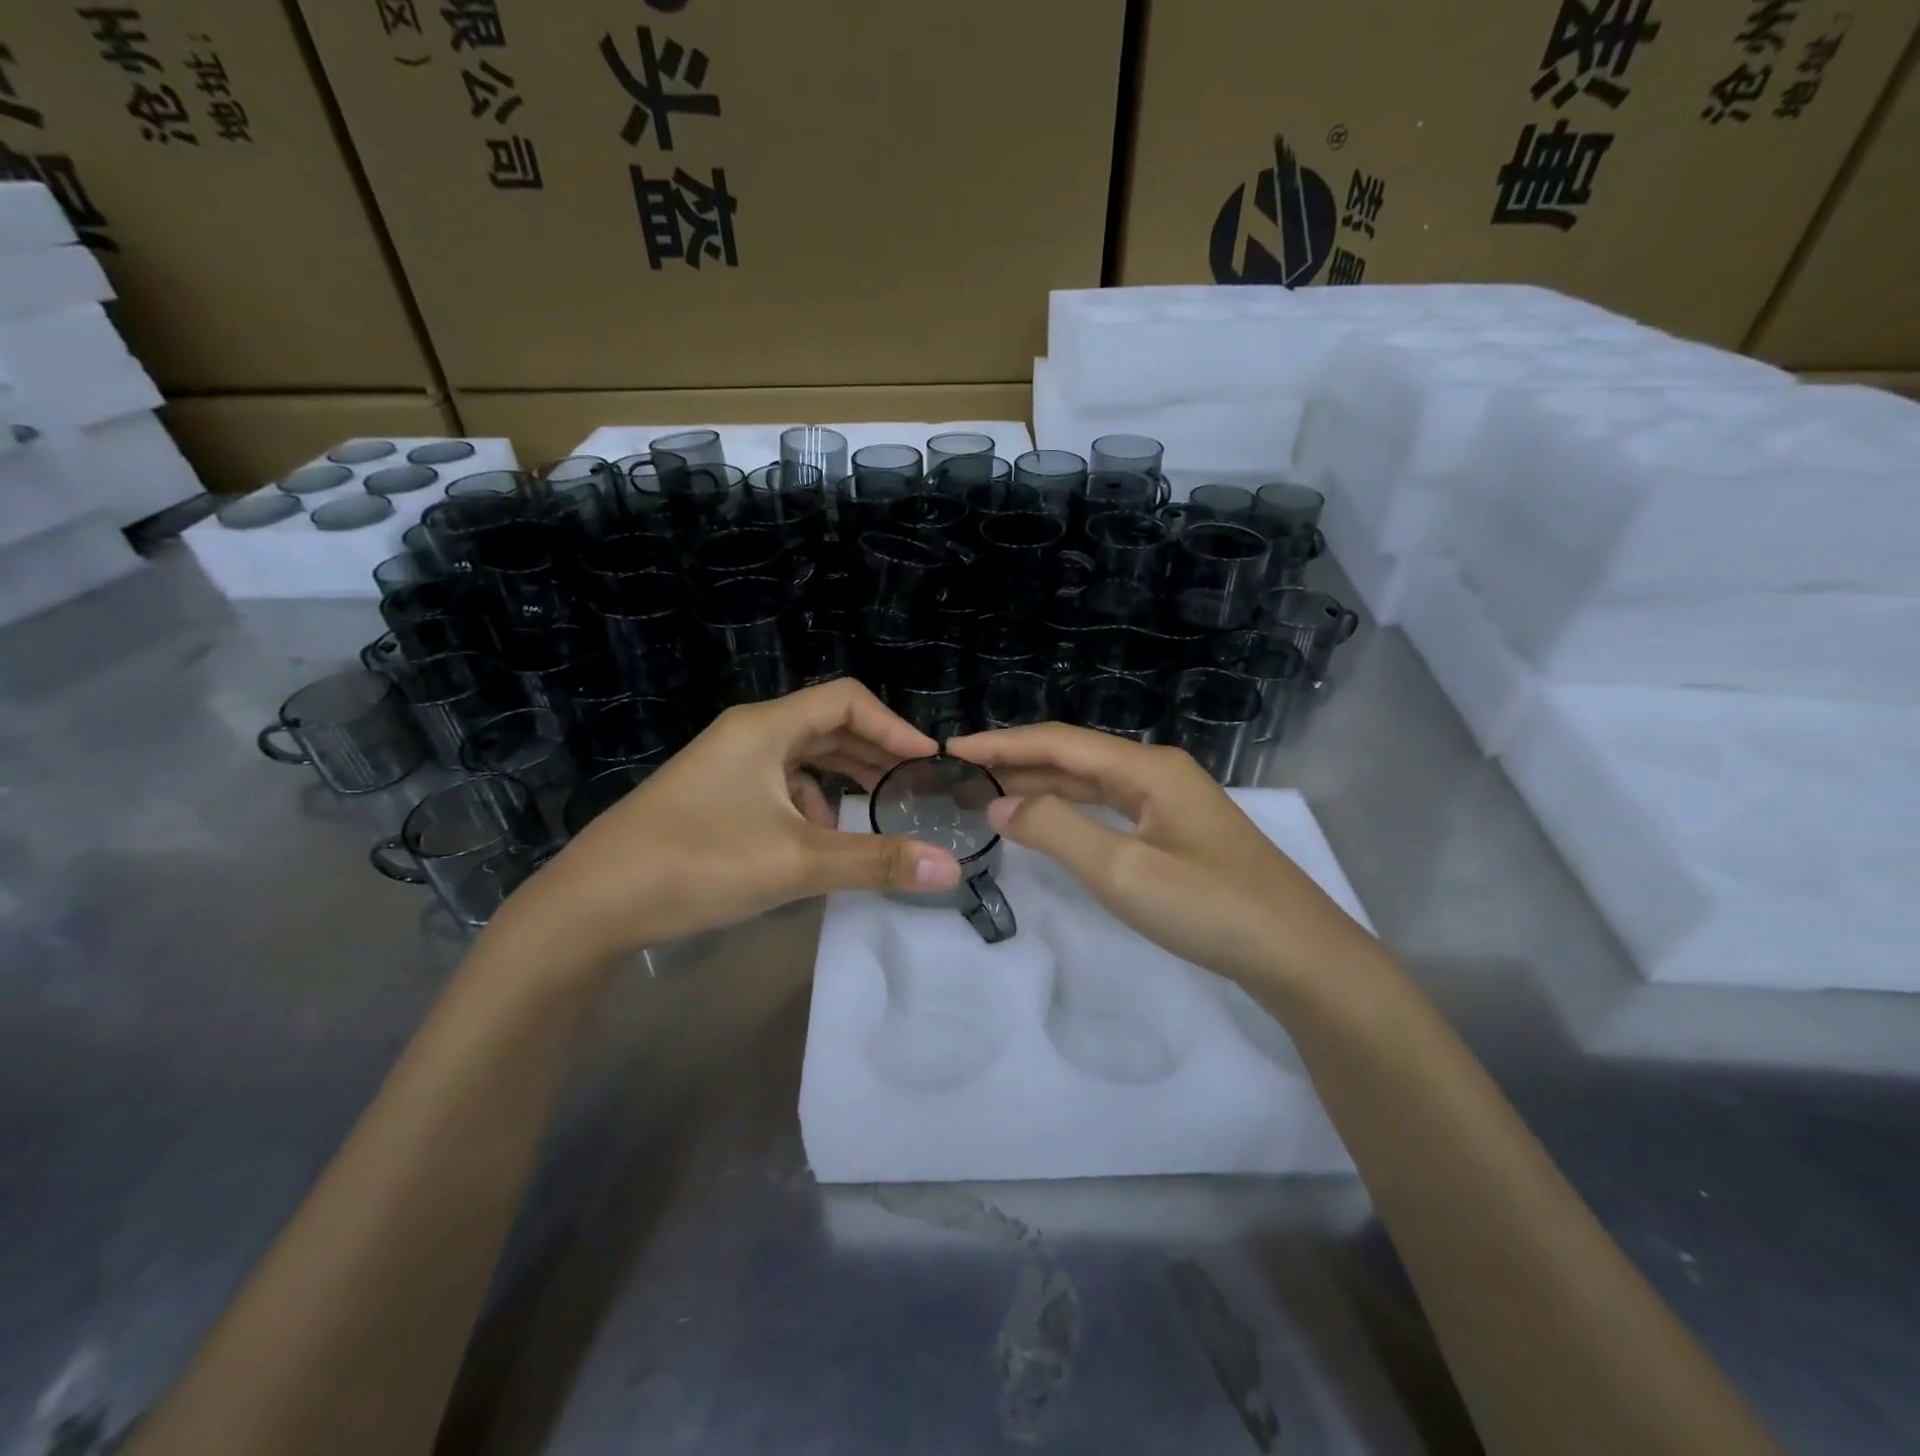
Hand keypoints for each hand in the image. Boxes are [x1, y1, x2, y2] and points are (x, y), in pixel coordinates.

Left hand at [500, 681, 962, 958]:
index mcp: (765, 728)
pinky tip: (815, 839)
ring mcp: (724, 765)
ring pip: (801, 756)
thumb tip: (951, 868)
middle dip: (873, 754)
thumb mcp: (796, 863)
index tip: (928, 763)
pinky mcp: (712, 795)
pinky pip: (776, 783)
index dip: (894, 726)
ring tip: (872, 813)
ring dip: (841, 779)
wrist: (591, 905)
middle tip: (912, 787)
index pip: (847, 700)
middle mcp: (746, 734)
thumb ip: (875, 862)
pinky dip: (808, 802)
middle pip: (826, 725)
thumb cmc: (697, 864)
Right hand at [945, 723, 1373, 990]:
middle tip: (960, 776)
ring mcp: (1170, 801)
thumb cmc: (1209, 908)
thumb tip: (998, 803)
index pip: (1058, 742)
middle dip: (1016, 763)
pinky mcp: (1176, 831)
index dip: (1003, 744)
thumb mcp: (1122, 871)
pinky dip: (1070, 810)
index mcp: (1147, 768)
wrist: (1299, 954)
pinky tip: (1047, 822)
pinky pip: (1109, 807)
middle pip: (1074, 756)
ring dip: (1040, 786)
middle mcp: (1157, 772)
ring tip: (988, 794)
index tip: (953, 747)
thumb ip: (1055, 831)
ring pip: (1091, 782)